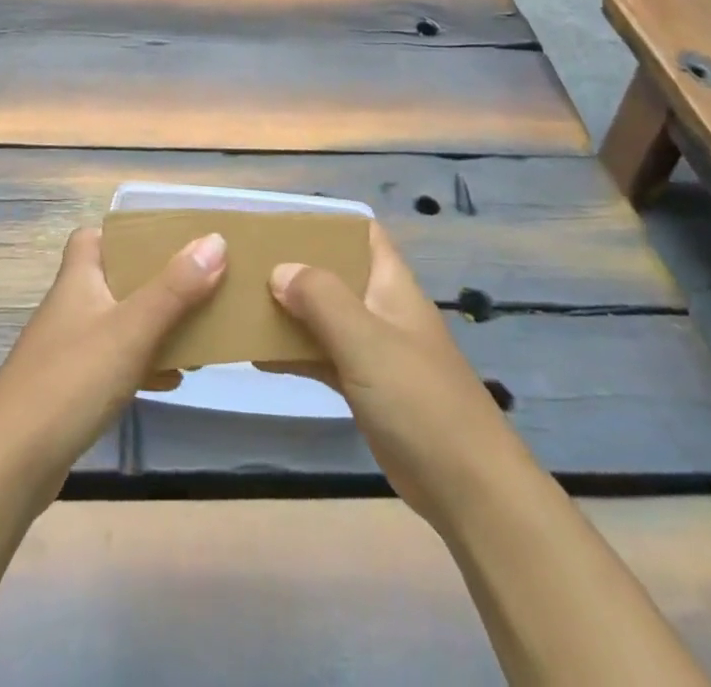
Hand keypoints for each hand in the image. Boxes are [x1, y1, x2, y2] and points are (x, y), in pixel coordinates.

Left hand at [0, 226, 227, 497]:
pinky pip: (116, 363)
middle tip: (197, 284)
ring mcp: (69, 350)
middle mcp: (72, 306)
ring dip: (156, 324)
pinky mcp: (72, 390)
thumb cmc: (71, 380)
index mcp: (79, 279)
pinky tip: (173, 379)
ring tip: (198, 332)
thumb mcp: (132, 329)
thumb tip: (215, 240)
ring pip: (120, 323)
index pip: (92, 236)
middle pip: (116, 278)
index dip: (124, 233)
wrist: (10, 463)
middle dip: (156, 281)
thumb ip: (175, 287)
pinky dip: (145, 364)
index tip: (165, 239)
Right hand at [268, 222, 514, 530]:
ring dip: (292, 310)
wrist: (468, 488)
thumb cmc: (419, 399)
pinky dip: (297, 354)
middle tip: (249, 263)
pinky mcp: (367, 389)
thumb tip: (279, 270)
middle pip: (337, 274)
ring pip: (326, 317)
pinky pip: (325, 358)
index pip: (363, 233)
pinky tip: (260, 356)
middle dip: (297, 266)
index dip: (328, 222)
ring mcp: (376, 351)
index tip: (281, 223)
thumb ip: (321, 299)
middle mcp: (383, 310)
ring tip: (243, 304)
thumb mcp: (366, 340)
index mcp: (392, 285)